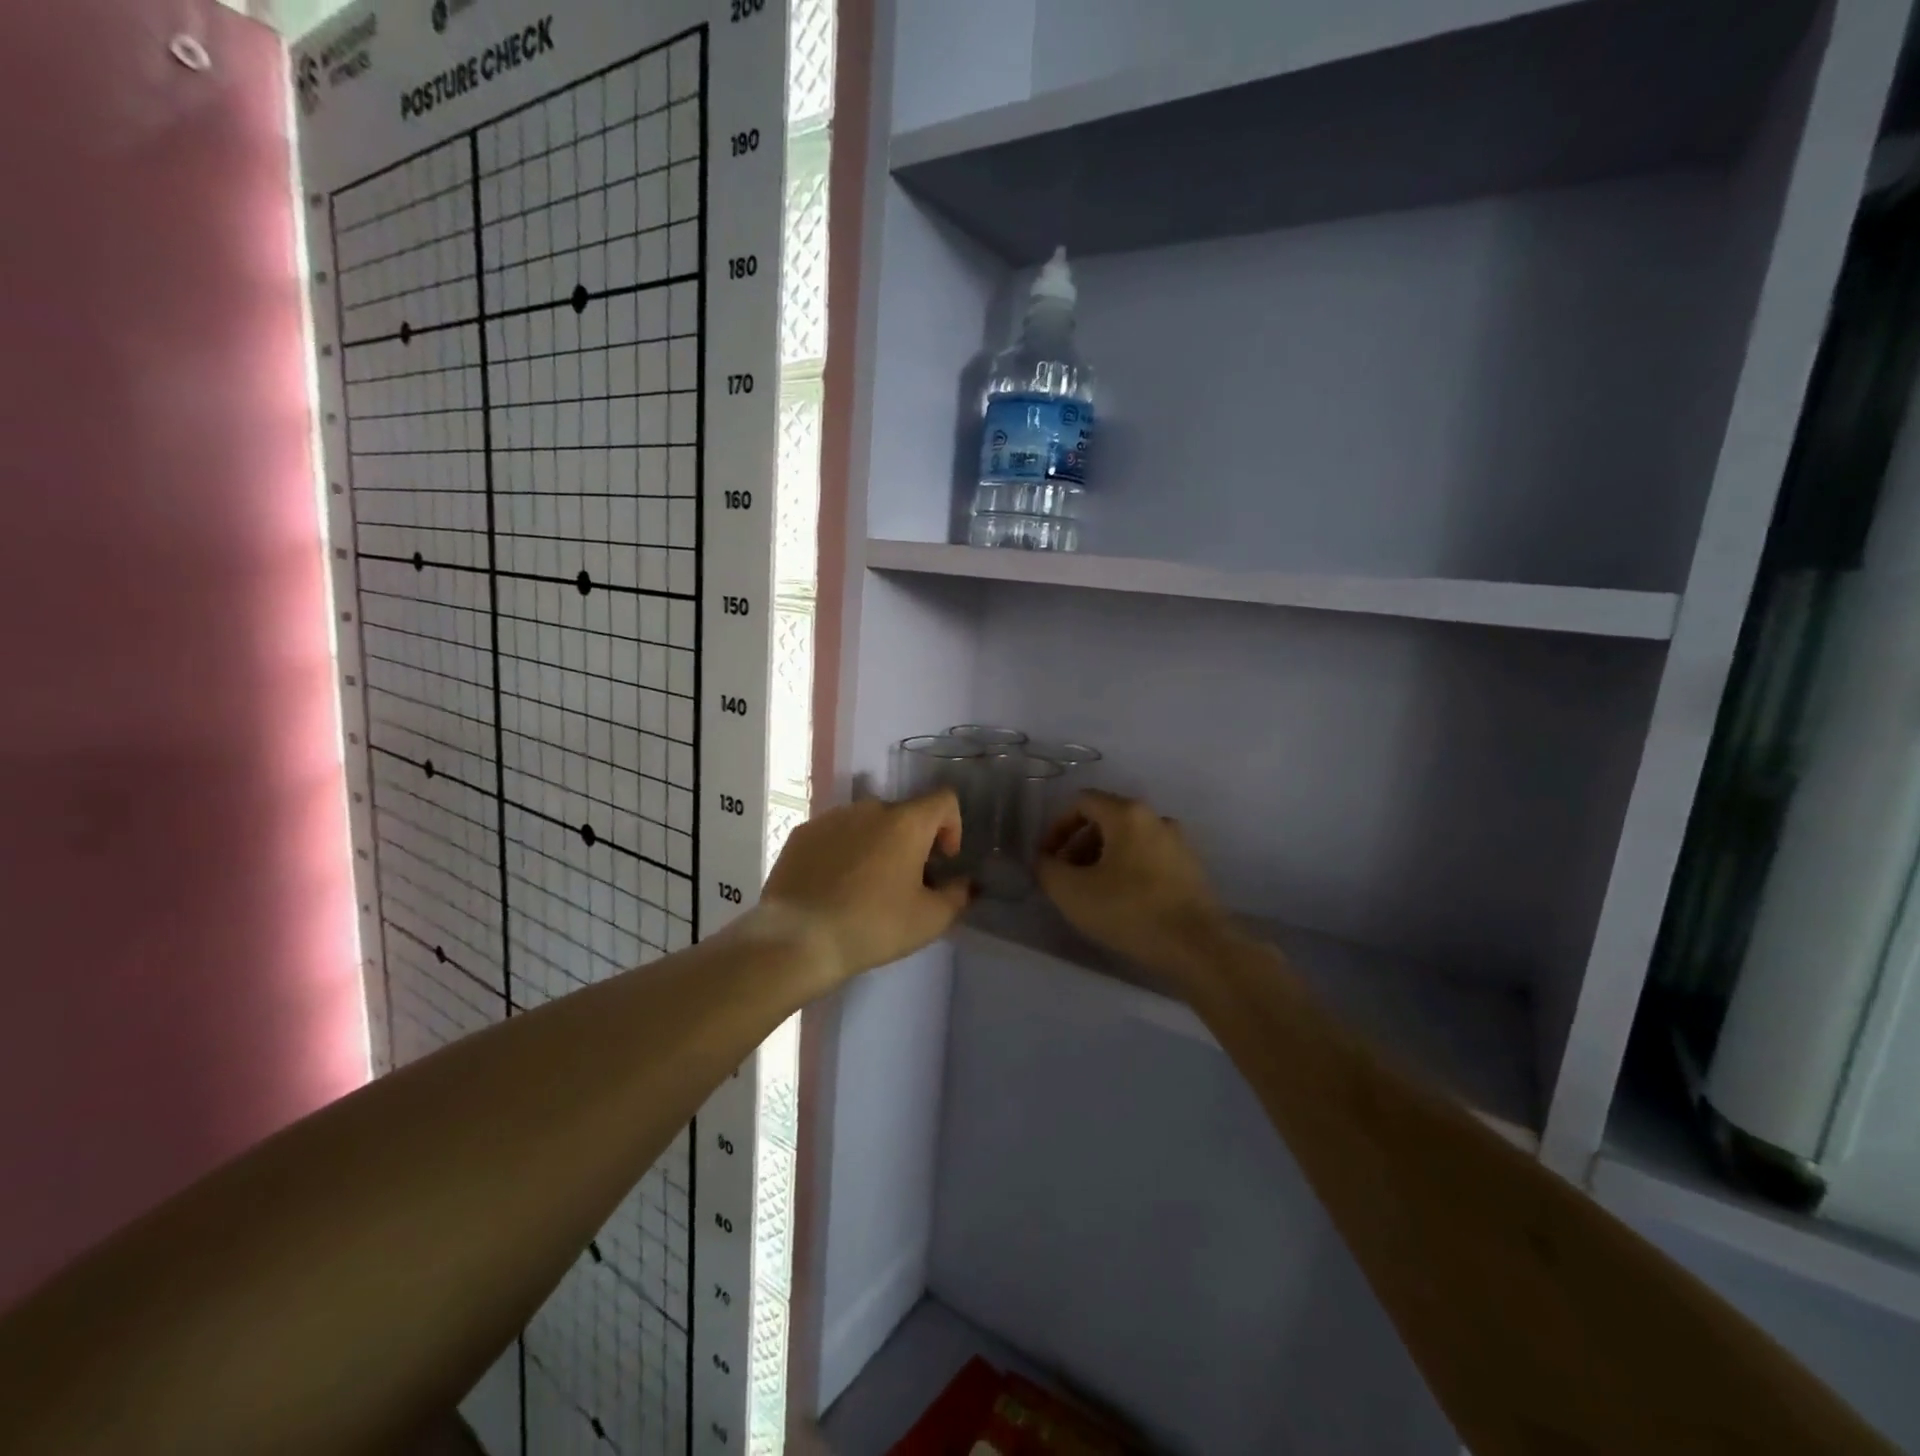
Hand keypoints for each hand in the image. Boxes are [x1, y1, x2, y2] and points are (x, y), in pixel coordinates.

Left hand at [759, 790, 971, 982]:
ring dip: (876, 845)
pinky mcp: (801, 833)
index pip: (943, 800)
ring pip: (867, 824)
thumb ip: (957, 895)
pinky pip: (835, 835)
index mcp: (906, 822)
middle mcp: (869, 808)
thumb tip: (964, 883)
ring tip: (866, 887)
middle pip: (903, 814)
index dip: (952, 826)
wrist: (796, 939)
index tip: (943, 861)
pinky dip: (843, 852)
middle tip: (905, 882)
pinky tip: (834, 887)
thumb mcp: (929, 920)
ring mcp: (831, 817)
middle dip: (912, 842)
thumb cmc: (872, 926)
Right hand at [1036, 791, 1228, 974]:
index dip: (1057, 827)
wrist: (1197, 946)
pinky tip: (1121, 902)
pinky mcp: (1190, 868)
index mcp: (1127, 814)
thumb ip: (1047, 869)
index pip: (1081, 802)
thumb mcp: (1071, 892)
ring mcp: (1178, 842)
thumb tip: (1044, 860)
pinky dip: (1127, 869)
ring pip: (1128, 839)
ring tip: (1091, 892)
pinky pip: (1148, 857)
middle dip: (1078, 844)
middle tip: (1066, 876)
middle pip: (1106, 819)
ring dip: (1102, 858)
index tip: (1048, 858)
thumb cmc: (1129, 910)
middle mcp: (1156, 818)